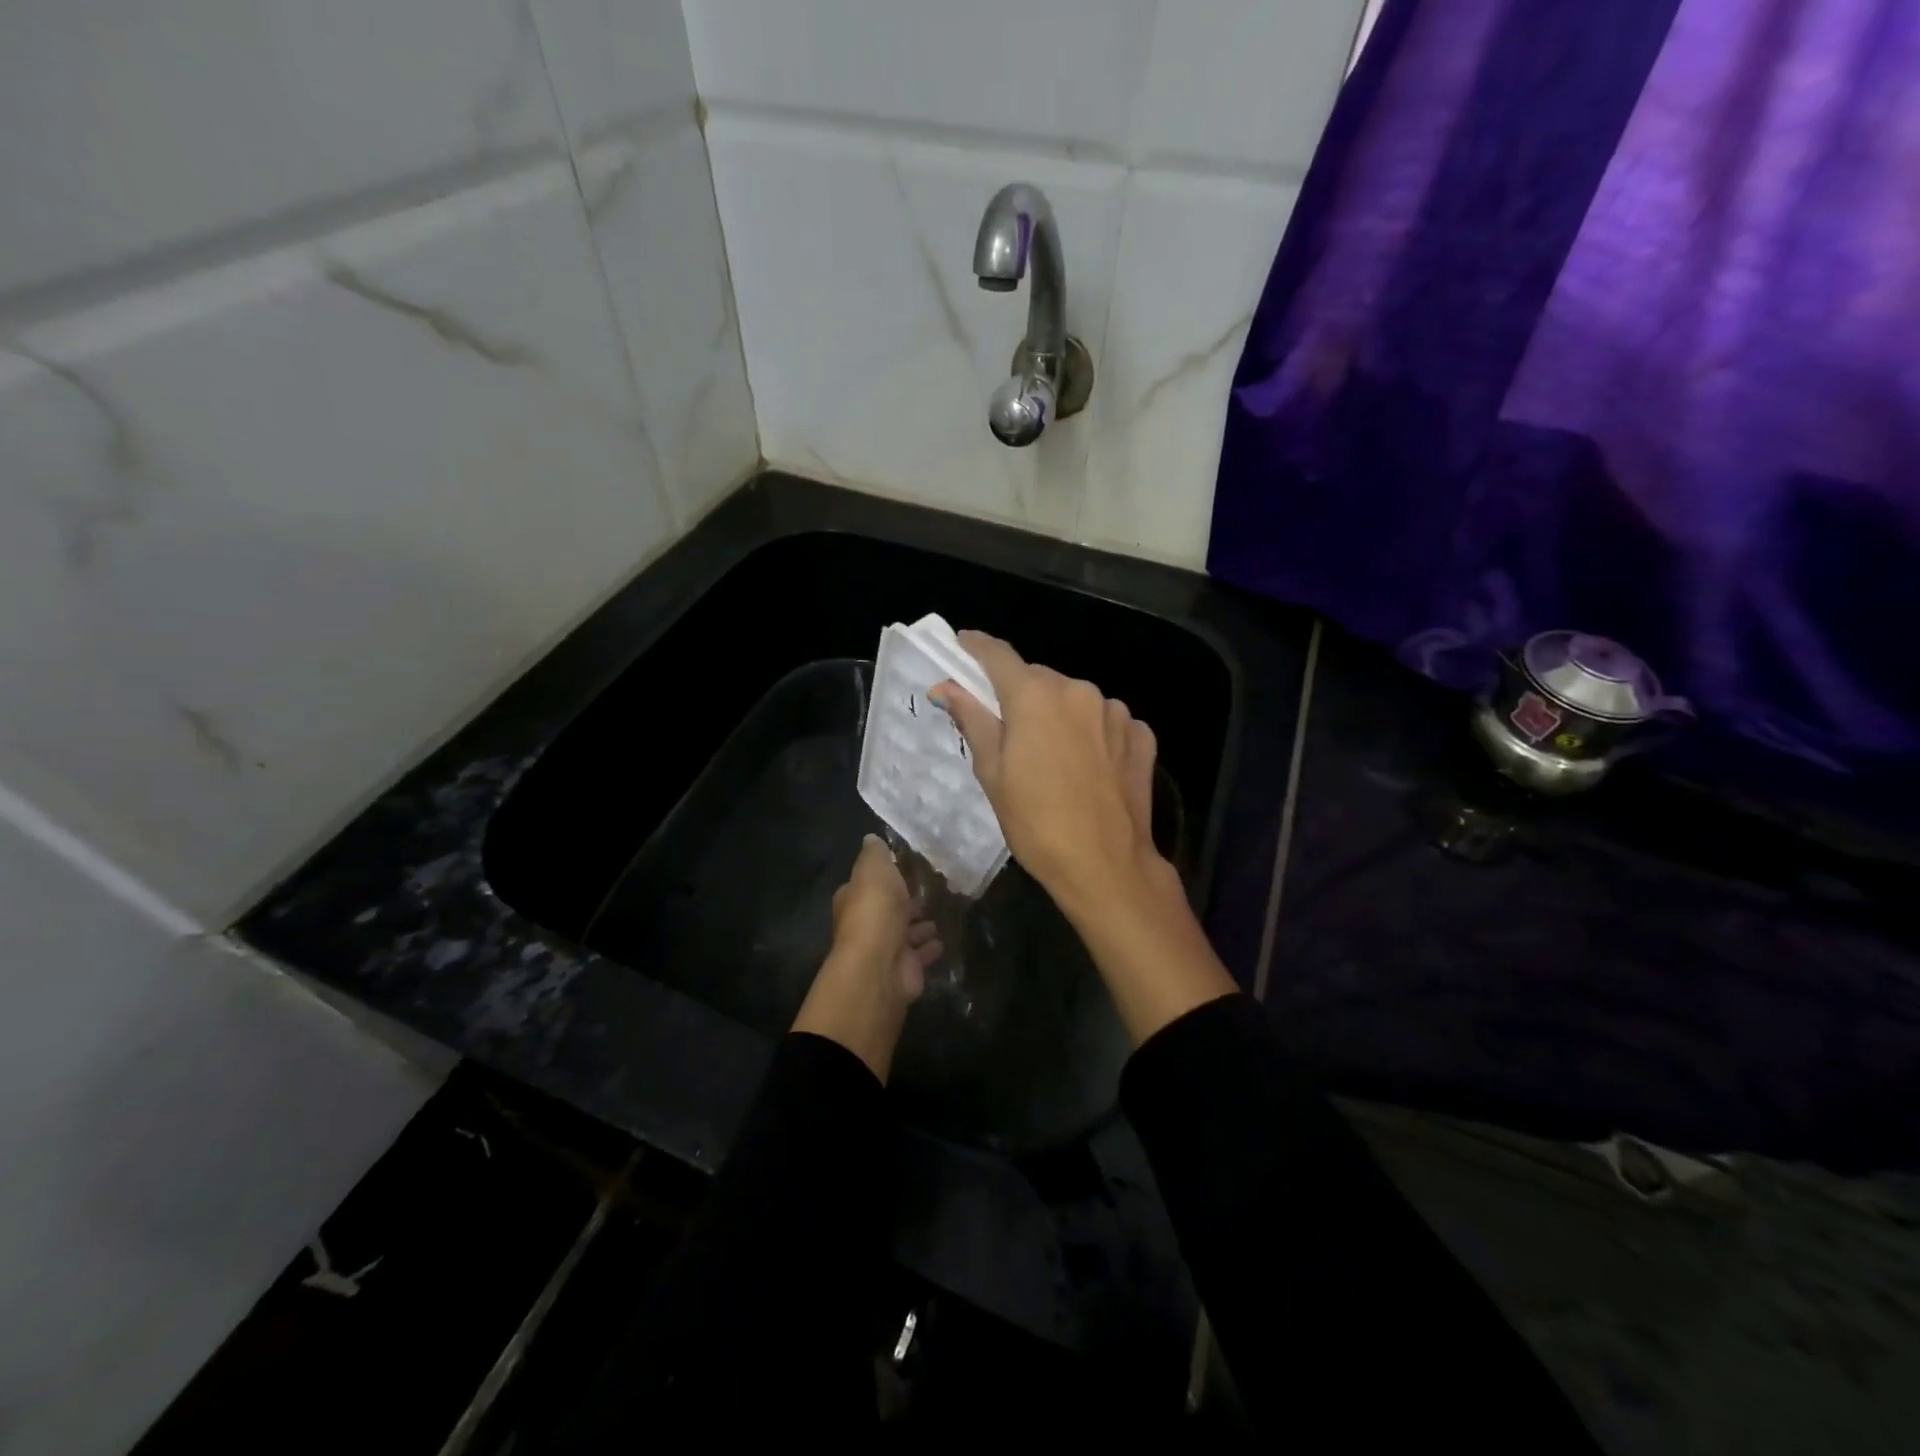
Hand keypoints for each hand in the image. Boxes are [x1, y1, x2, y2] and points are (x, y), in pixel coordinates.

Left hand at [793, 836, 941, 1081]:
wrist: (880, 964)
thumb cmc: (875, 910)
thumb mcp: (874, 869)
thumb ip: (875, 854)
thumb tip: (872, 839)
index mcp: (854, 899)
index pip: (867, 885)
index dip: (884, 878)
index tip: (905, 869)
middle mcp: (866, 924)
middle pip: (887, 910)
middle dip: (904, 903)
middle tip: (928, 892)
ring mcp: (885, 948)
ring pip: (904, 933)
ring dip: (918, 926)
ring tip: (938, 915)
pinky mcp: (904, 968)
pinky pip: (920, 954)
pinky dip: (929, 948)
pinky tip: (942, 940)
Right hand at [931, 632, 1238, 1044]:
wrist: (1106, 865)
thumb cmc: (1036, 823)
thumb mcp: (992, 773)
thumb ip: (972, 720)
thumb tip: (946, 686)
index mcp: (1035, 696)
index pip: (998, 654)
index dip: (975, 647)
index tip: (961, 646)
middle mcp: (1078, 690)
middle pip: (1038, 679)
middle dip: (1020, 695)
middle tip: (1008, 729)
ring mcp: (1115, 711)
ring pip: (1074, 699)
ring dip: (1059, 715)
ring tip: (1053, 758)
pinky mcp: (1141, 734)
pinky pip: (1105, 721)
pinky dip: (1091, 733)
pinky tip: (1088, 767)